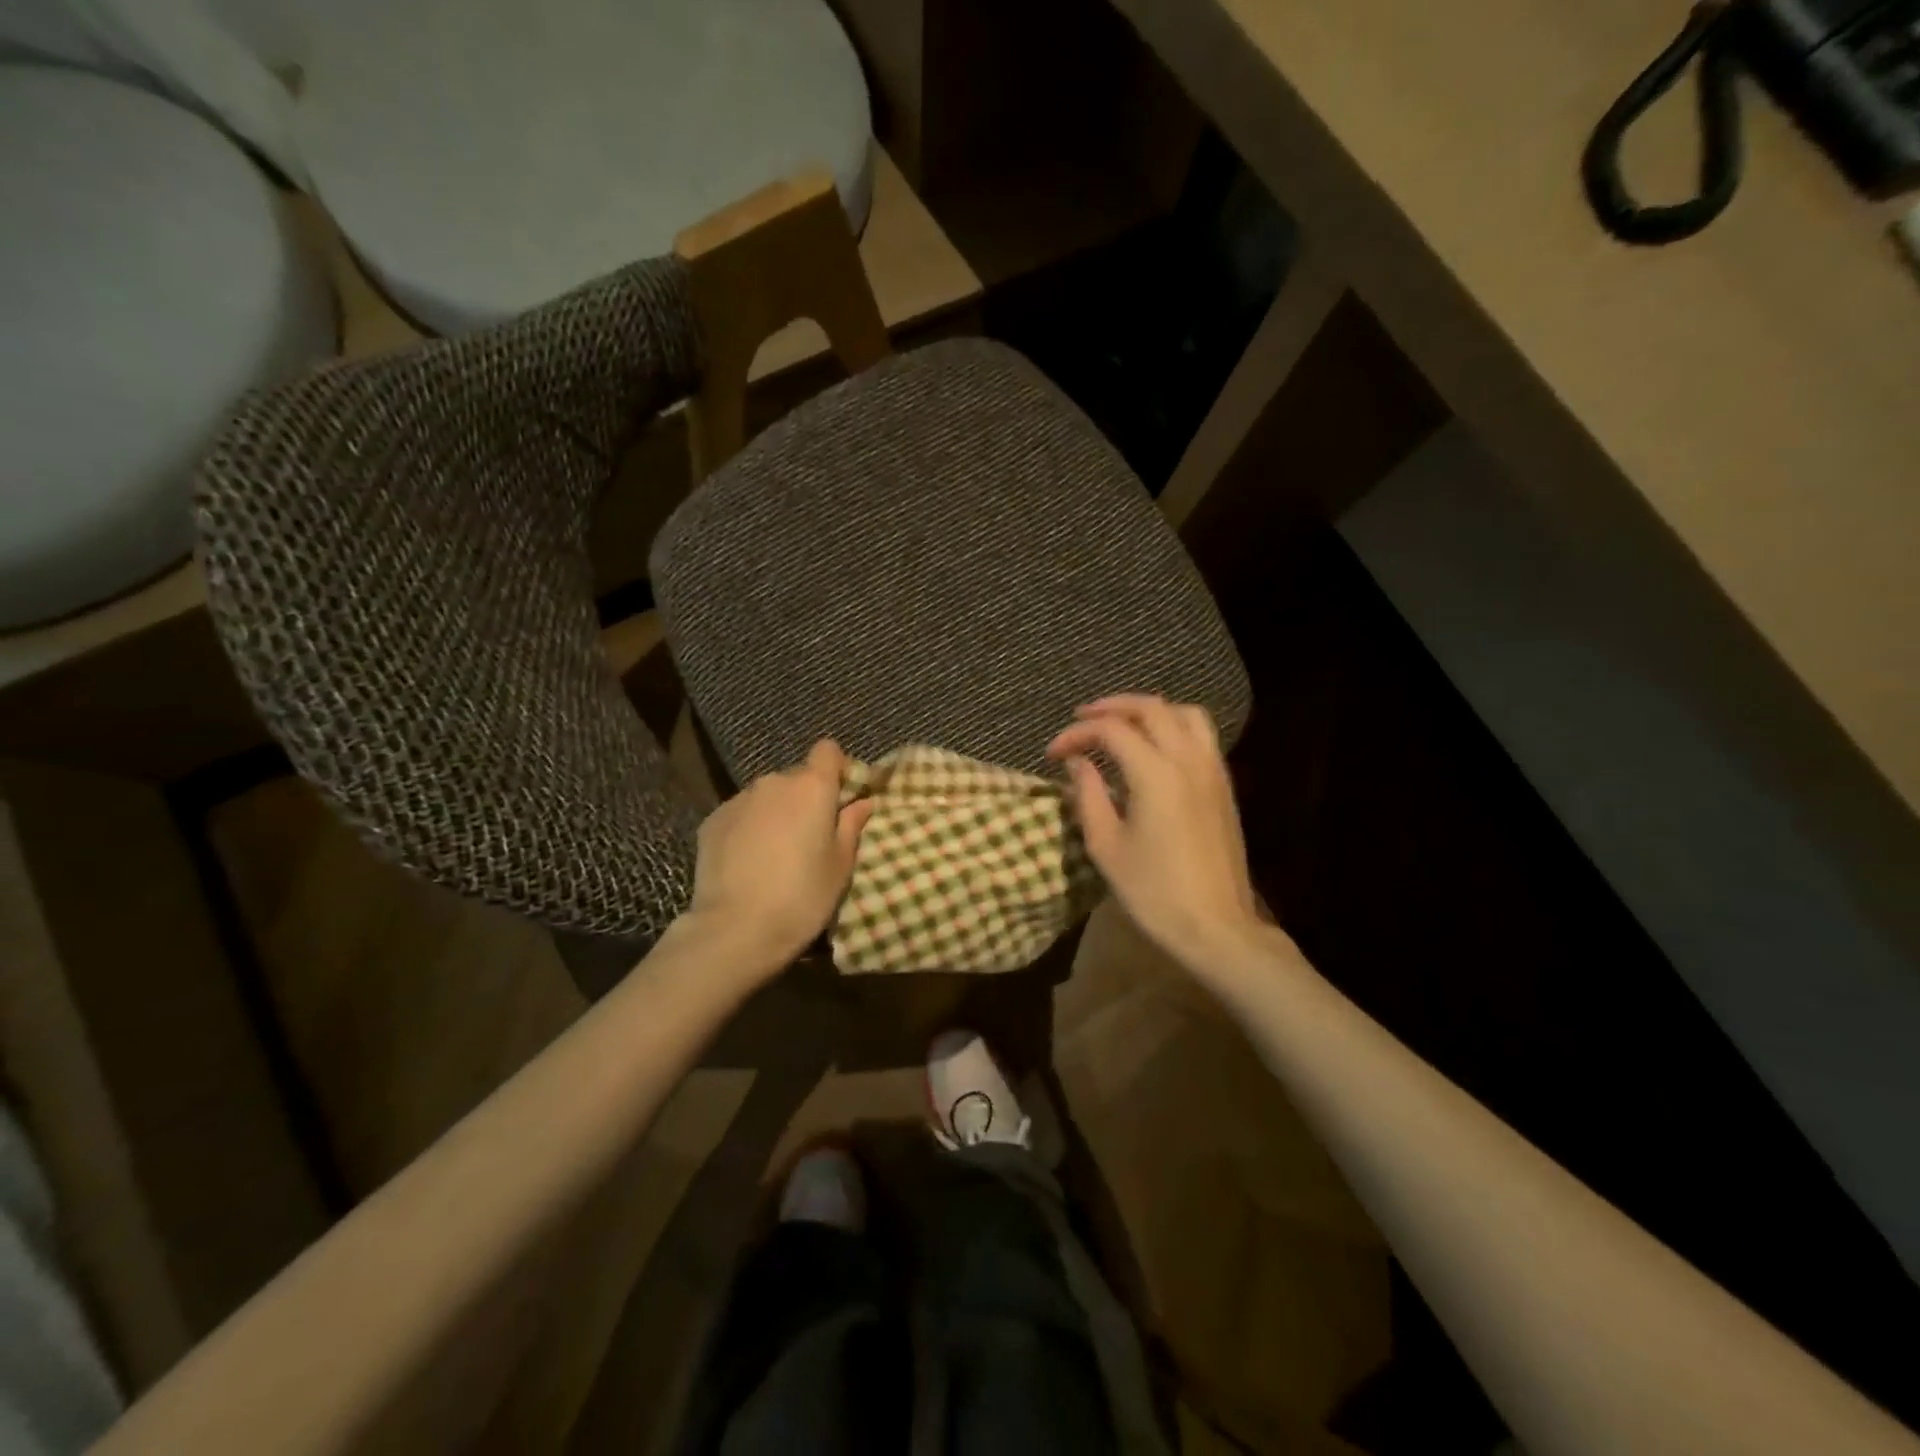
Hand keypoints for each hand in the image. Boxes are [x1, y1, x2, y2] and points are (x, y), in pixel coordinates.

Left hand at [683, 740, 873, 970]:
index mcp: (812, 787)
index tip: (841, 798)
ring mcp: (739, 799)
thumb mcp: (841, 865)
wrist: (735, 929)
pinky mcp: (712, 820)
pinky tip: (748, 862)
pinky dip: (749, 827)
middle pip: (797, 776)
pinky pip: (741, 814)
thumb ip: (852, 825)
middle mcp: (774, 782)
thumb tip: (863, 802)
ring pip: (767, 796)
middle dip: (806, 797)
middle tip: (811, 836)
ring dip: (776, 812)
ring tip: (776, 852)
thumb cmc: (802, 896)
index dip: (837, 768)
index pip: (828, 750)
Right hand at [1048, 696, 1265, 974]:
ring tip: (1121, 724)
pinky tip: (1153, 747)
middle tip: (1082, 719)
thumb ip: (1088, 795)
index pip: (1111, 730)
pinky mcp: (1223, 785)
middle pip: (1150, 707)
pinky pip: (1201, 734)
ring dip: (1148, 710)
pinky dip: (1173, 725)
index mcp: (1155, 773)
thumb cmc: (1153, 891)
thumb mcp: (1106, 846)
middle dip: (1111, 707)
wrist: (1215, 925)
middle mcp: (1187, 759)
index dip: (1076, 734)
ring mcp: (1212, 770)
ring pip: (1183, 713)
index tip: (1053, 753)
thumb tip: (1077, 762)